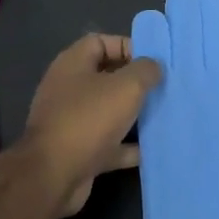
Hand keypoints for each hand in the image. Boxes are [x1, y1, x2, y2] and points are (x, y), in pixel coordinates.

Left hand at [21, 34, 162, 214]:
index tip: (153, 61)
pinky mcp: (78, 151)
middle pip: (107, 77)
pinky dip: (128, 146)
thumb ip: (145, 70)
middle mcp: (68, 89)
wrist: (54, 176)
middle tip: (163, 87)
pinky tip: (153, 148)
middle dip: (136, 82)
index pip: (101, 42)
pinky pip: (109, 143)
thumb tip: (154, 67)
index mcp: (73, 64)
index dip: (127, 46)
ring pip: (109, 111)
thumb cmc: (89, 119)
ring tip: (164, 114)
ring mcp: (72, 121)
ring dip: (134, 115)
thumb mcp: (126, 86)